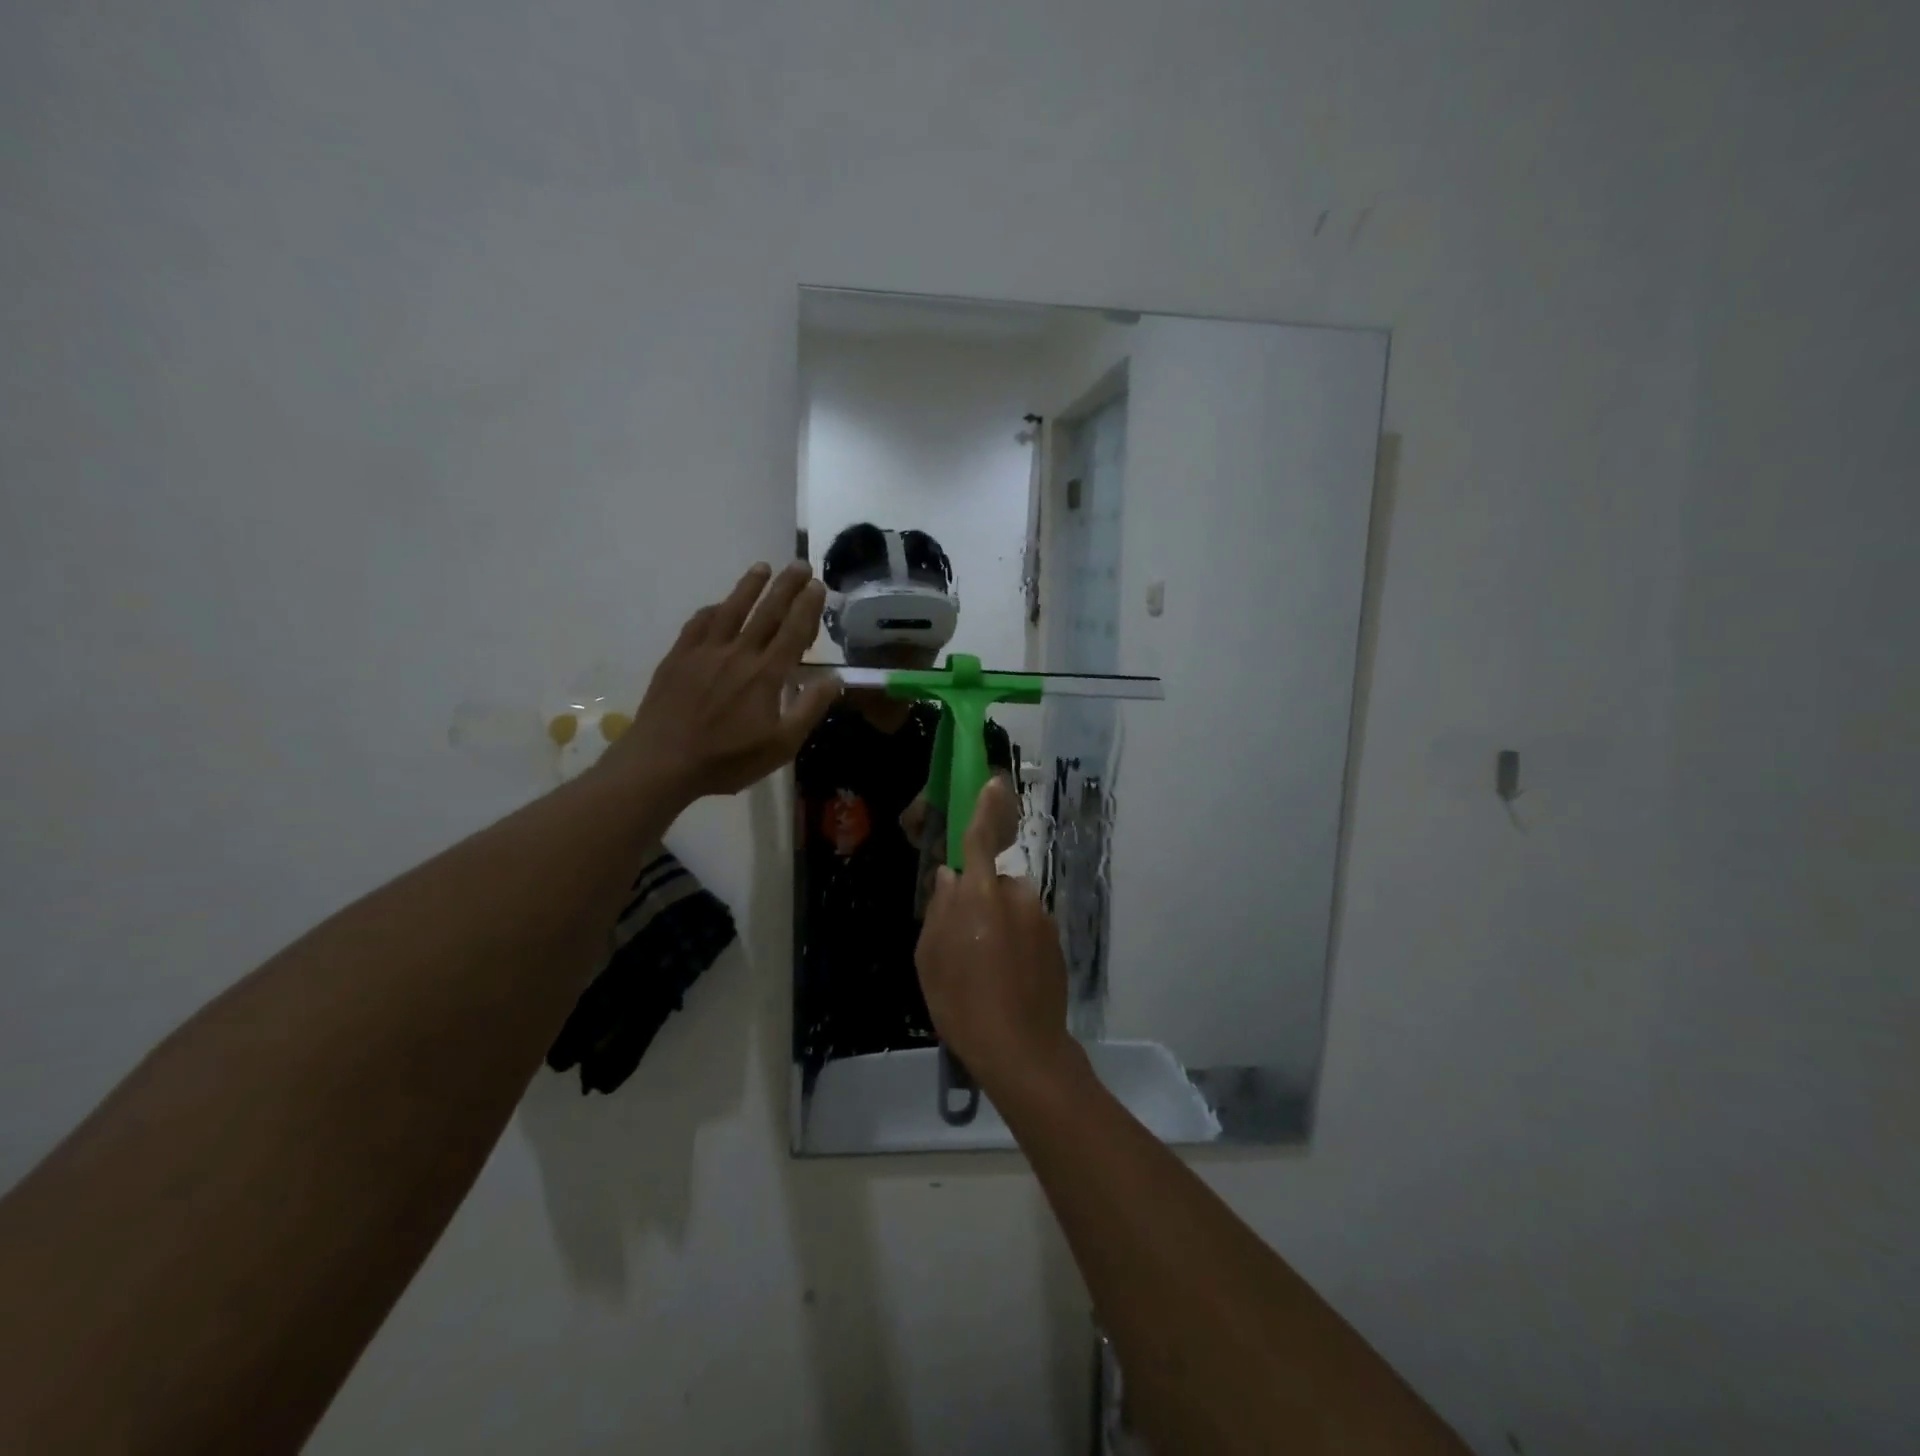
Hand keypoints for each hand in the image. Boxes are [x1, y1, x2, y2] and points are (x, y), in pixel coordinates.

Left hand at [602, 562, 839, 804]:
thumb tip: (835, 679)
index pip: (793, 631)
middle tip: (799, 564)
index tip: (818, 584)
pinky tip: (718, 605)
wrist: (663, 761)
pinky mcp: (679, 657)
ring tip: (763, 567)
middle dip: (786, 586)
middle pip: (767, 612)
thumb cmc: (728, 759)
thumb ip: (809, 709)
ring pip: (732, 609)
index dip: (808, 606)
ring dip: (749, 586)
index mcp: (766, 674)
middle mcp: (739, 653)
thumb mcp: (781, 745)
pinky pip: (699, 623)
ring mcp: (705, 652)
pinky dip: (713, 610)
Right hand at [914, 777, 1077, 1094]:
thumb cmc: (962, 1002)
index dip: (985, 808)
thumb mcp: (930, 957)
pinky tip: (1006, 978)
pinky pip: (1028, 928)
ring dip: (998, 924)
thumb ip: (939, 909)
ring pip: (1011, 907)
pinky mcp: (1056, 942)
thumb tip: (948, 877)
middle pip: (994, 882)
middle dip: (980, 900)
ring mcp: (1041, 919)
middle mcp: (1017, 896)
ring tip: (986, 968)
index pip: (981, 838)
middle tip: (964, 942)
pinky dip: (1015, 942)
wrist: (1022, 1050)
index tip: (992, 782)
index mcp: (980, 894)